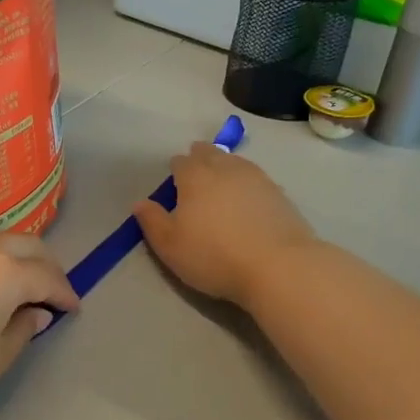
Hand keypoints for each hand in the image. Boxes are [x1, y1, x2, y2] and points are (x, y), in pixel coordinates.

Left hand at [0, 233, 79, 417]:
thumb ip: (22, 331)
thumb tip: (35, 313)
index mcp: (7, 273)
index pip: (48, 277)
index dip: (65, 294)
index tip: (72, 309)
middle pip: (28, 246)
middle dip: (47, 266)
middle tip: (52, 290)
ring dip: (16, 259)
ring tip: (18, 286)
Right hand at [134, 144, 314, 308]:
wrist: (277, 266)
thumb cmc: (213, 256)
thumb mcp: (170, 245)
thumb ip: (152, 221)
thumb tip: (140, 203)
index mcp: (195, 177)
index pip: (181, 162)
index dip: (175, 168)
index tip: (174, 180)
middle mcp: (226, 169)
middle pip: (210, 154)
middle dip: (200, 157)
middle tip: (196, 169)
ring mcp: (257, 179)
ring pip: (236, 162)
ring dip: (225, 166)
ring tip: (221, 178)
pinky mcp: (280, 194)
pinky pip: (257, 178)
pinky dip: (247, 182)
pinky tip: (248, 195)